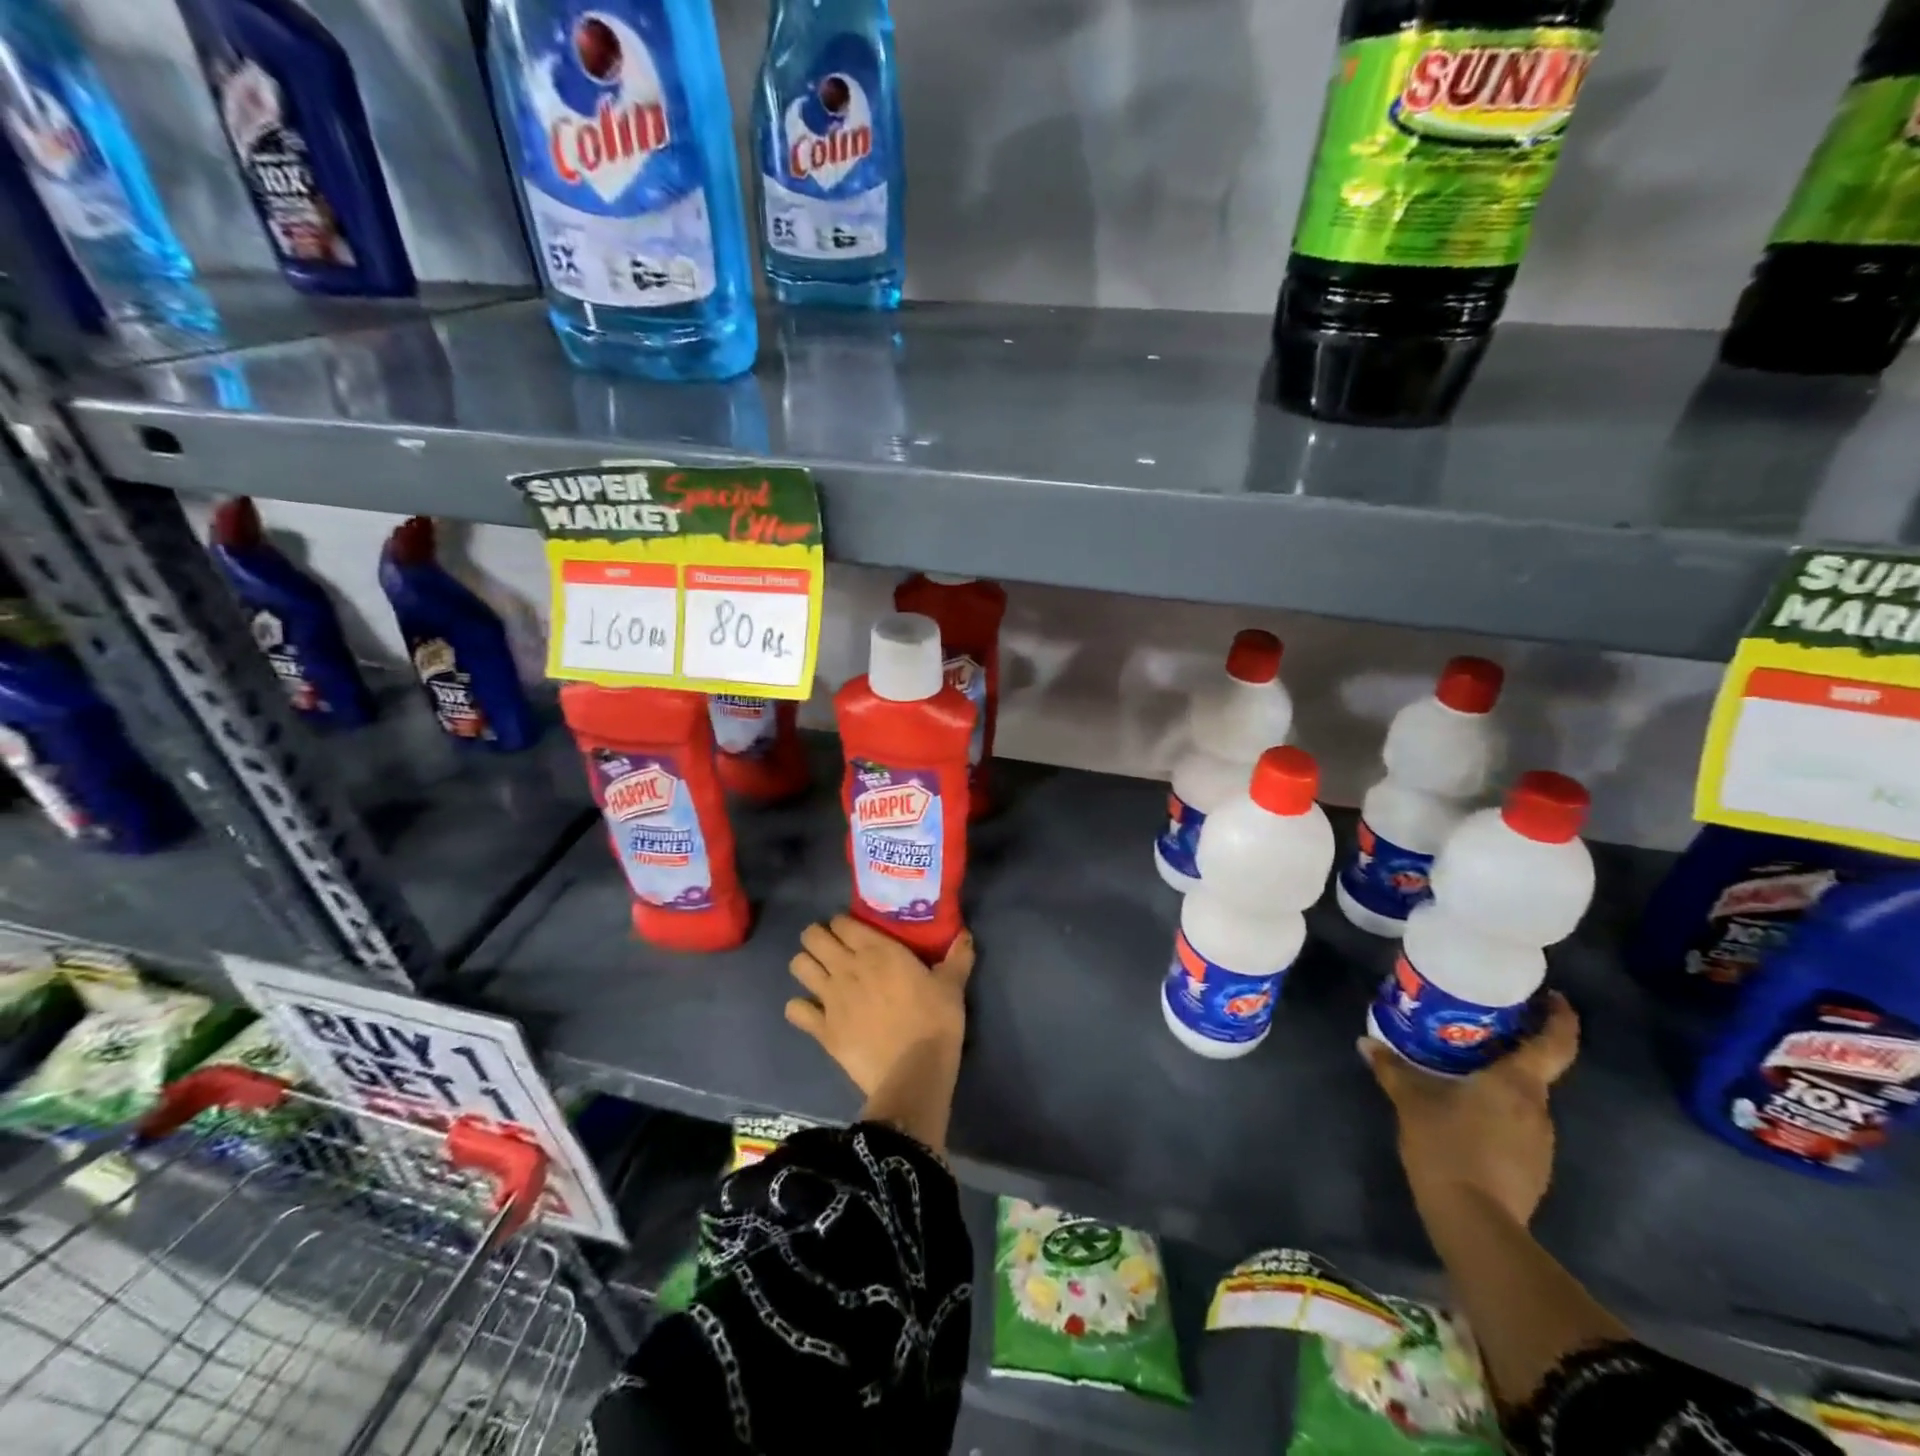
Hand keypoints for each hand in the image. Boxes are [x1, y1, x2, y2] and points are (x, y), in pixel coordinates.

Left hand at [785, 917, 973, 1096]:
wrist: (915, 1071)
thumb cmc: (935, 1021)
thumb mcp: (952, 985)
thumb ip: (957, 957)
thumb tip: (965, 934)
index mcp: (877, 950)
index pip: (842, 922)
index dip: (843, 924)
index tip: (853, 932)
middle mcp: (847, 966)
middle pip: (812, 937)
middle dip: (817, 938)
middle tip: (832, 949)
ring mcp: (830, 997)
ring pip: (799, 966)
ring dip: (806, 966)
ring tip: (820, 976)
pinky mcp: (821, 1029)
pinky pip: (794, 1010)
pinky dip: (799, 1009)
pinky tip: (812, 1013)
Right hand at [1359, 992, 1579, 1228]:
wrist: (1474, 1220)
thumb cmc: (1447, 1145)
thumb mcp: (1411, 1101)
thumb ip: (1392, 1069)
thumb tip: (1366, 1042)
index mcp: (1518, 1083)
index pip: (1555, 1043)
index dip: (1560, 1018)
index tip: (1552, 997)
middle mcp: (1538, 1108)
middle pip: (1536, 1069)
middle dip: (1512, 1048)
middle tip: (1477, 1029)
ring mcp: (1540, 1141)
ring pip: (1524, 1099)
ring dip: (1501, 1083)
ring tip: (1463, 1070)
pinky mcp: (1532, 1166)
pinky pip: (1517, 1125)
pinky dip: (1497, 1111)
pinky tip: (1466, 1113)